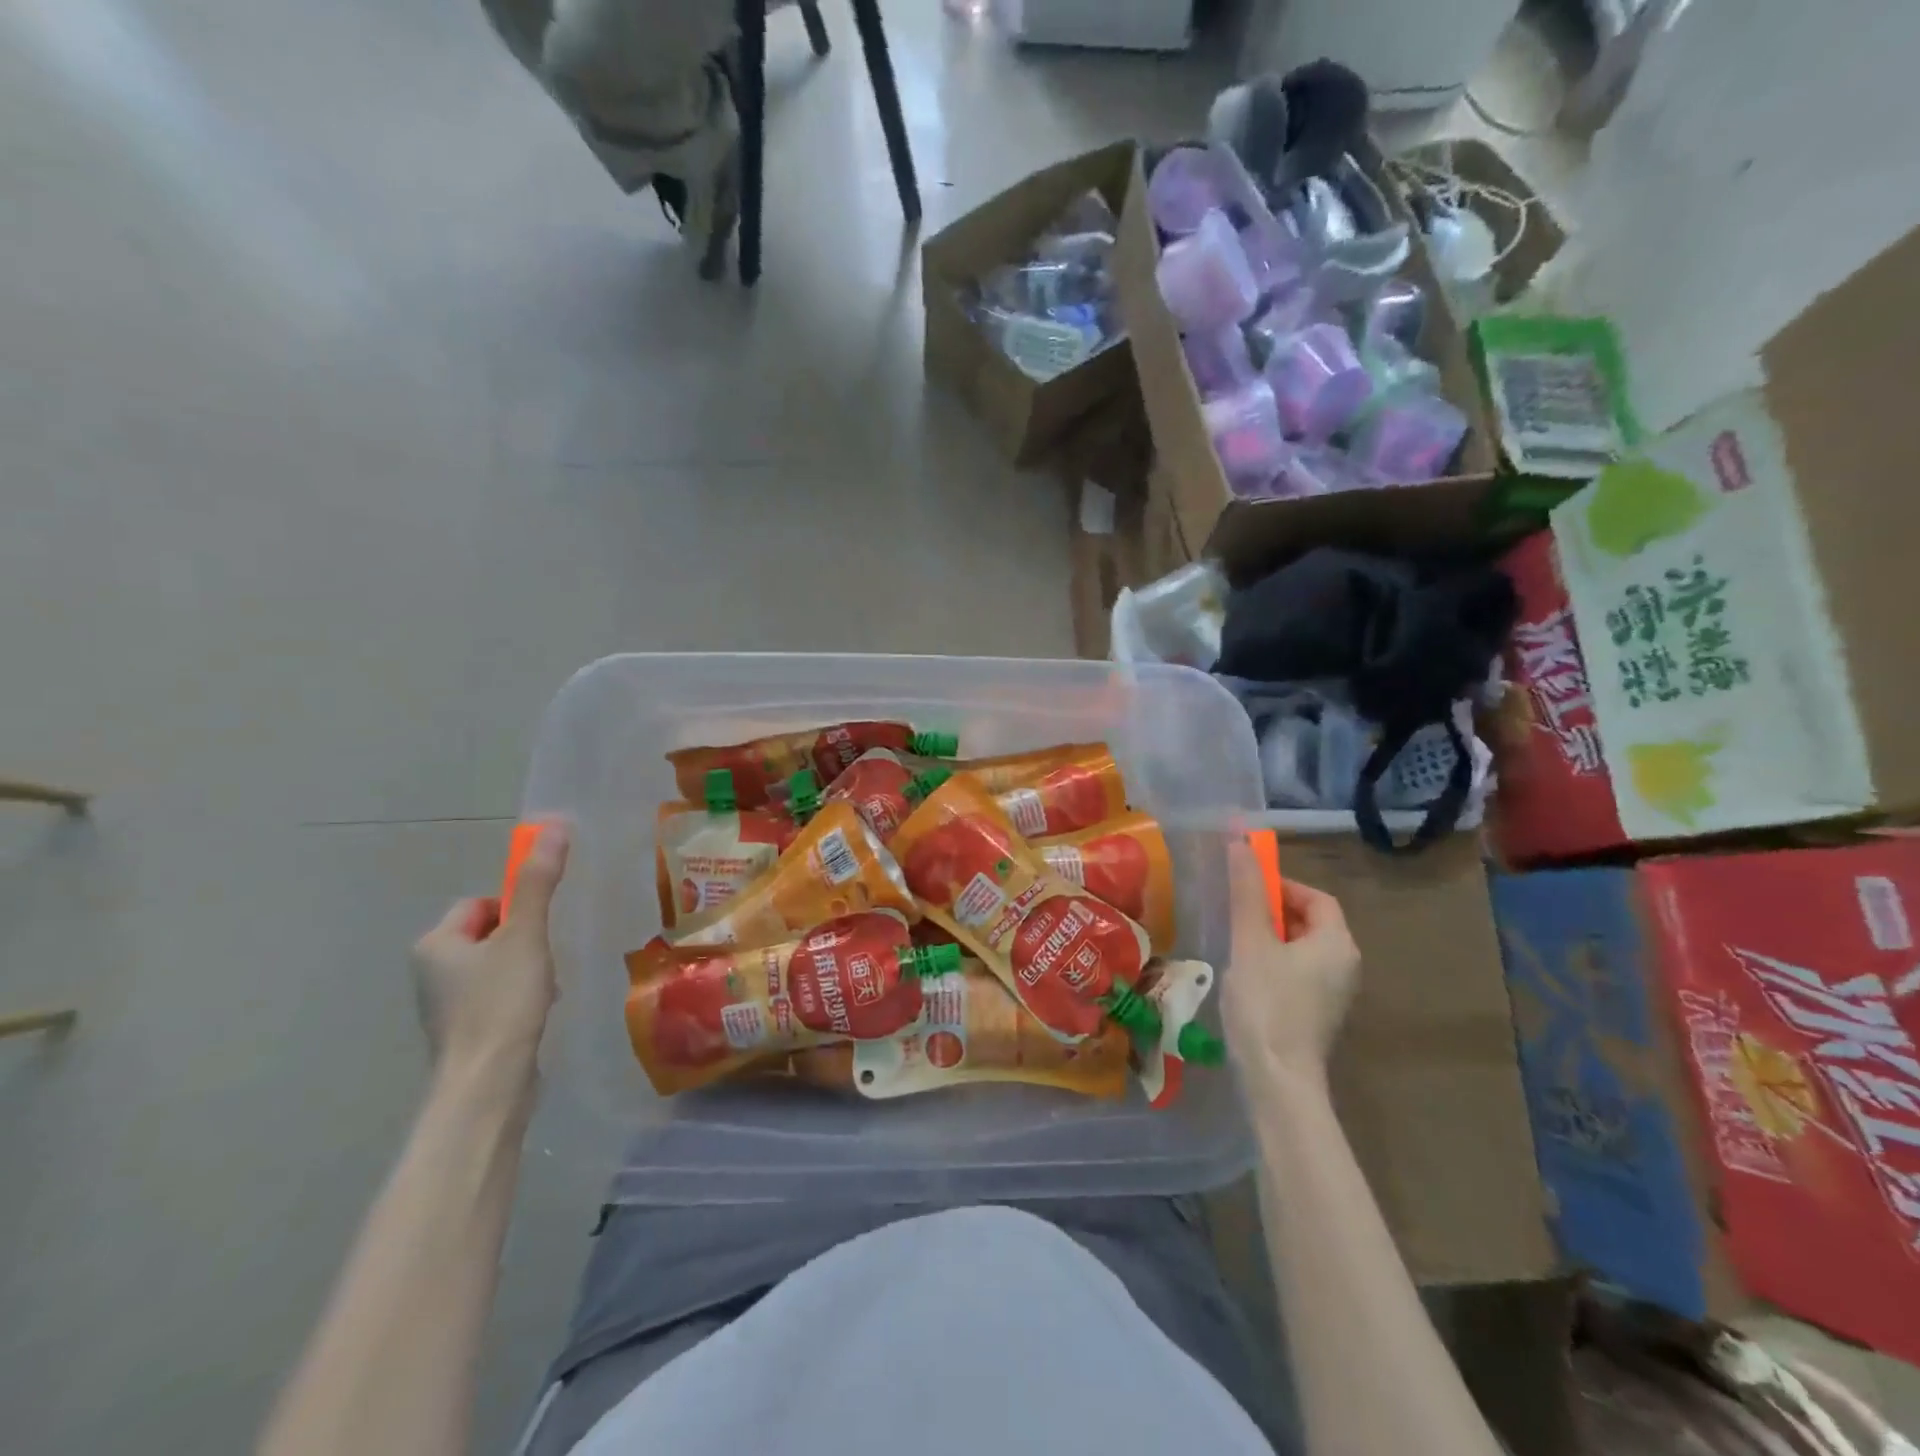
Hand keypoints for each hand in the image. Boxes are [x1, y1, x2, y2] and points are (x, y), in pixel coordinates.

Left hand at [413, 821, 569, 1085]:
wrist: (488, 1083)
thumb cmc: (501, 1002)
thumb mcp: (525, 934)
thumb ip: (539, 882)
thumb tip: (554, 824)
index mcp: (435, 944)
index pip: (480, 904)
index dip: (516, 908)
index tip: (538, 929)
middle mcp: (431, 972)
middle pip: (490, 934)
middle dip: (524, 941)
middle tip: (545, 958)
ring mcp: (445, 1005)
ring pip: (496, 966)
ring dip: (526, 969)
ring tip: (544, 988)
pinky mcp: (465, 1031)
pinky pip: (496, 996)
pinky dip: (521, 997)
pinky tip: (538, 1011)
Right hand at [1221, 836, 1360, 1084]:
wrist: (1278, 1080)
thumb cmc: (1267, 1003)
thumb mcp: (1251, 942)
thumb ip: (1247, 892)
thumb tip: (1240, 843)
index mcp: (1337, 943)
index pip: (1316, 898)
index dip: (1282, 886)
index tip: (1248, 889)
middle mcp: (1345, 965)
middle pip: (1311, 922)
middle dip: (1274, 912)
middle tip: (1236, 915)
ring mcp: (1334, 994)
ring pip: (1302, 950)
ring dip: (1271, 939)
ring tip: (1235, 943)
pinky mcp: (1318, 1016)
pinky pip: (1299, 974)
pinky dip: (1274, 965)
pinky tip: (1245, 977)